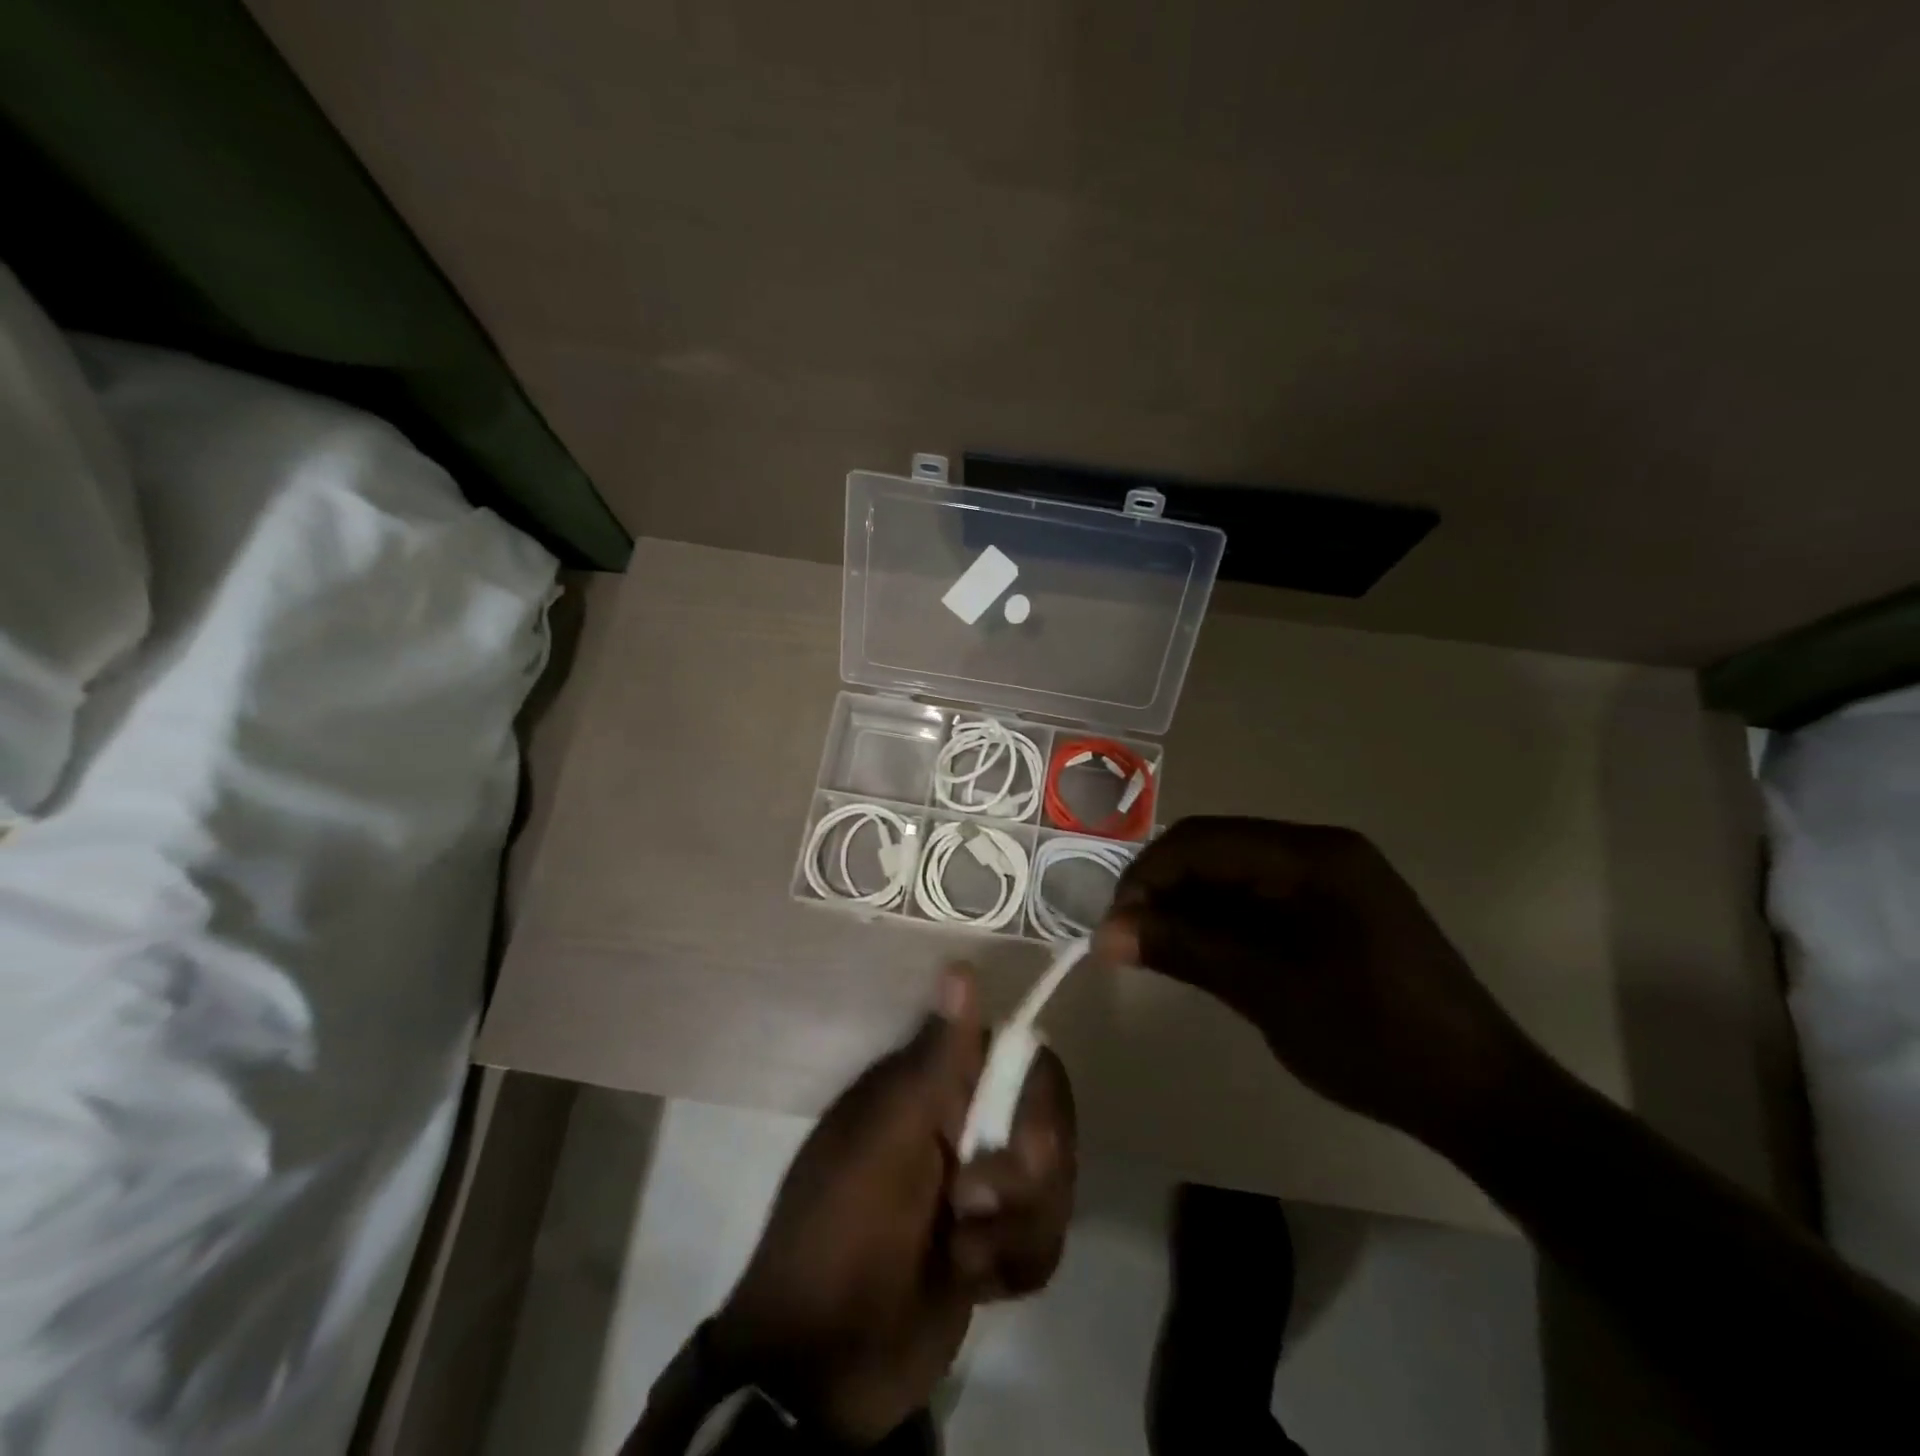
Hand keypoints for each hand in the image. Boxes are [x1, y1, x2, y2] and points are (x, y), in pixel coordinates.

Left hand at [709, 968, 1075, 1444]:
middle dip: (1026, 1176)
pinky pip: (1047, 1237)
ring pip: (1054, 1183)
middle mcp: (964, 1124)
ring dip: (1017, 1231)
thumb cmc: (842, 1234)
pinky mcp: (998, 1243)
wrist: (823, 1369)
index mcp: (933, 1087)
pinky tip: (976, 1283)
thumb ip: (934, 1062)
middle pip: (1049, 1122)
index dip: (1034, 1096)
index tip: (1021, 1141)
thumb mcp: (884, 1143)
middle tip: (973, 1208)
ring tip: (963, 1258)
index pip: (1019, 1058)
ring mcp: (984, 1185)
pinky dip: (1016, 1265)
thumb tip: (961, 966)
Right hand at [1096, 817, 1542, 1148]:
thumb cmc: (1376, 1040)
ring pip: (1234, 873)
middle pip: (1216, 849)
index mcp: (1314, 856)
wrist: (1481, 1095)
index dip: (1148, 876)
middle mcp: (1321, 850)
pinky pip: (1260, 897)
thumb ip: (1186, 952)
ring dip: (1190, 906)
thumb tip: (1106, 933)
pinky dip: (1222, 921)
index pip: (1203, 840)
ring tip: (1155, 951)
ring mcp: (1332, 877)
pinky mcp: (1336, 907)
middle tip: (1129, 940)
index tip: (1114, 926)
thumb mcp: (1269, 994)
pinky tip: (1201, 953)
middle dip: (1165, 890)